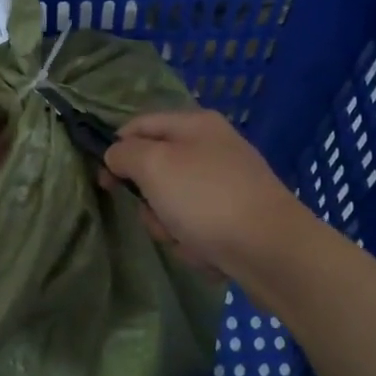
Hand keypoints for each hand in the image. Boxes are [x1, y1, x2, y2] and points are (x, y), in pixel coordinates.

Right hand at [101, 109, 307, 277]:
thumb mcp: (154, 165)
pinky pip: (195, 226)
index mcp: (195, 124)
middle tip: (158, 213)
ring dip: (170, 226)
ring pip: (171, 204)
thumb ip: (125, 153)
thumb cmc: (207, 199)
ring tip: (187, 239)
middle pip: (155, 171)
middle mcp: (212, 148)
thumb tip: (116, 154)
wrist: (270, 250)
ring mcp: (225, 184)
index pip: (138, 126)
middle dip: (149, 200)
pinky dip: (193, 241)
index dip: (116, 150)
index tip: (104, 182)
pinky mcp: (234, 217)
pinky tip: (207, 252)